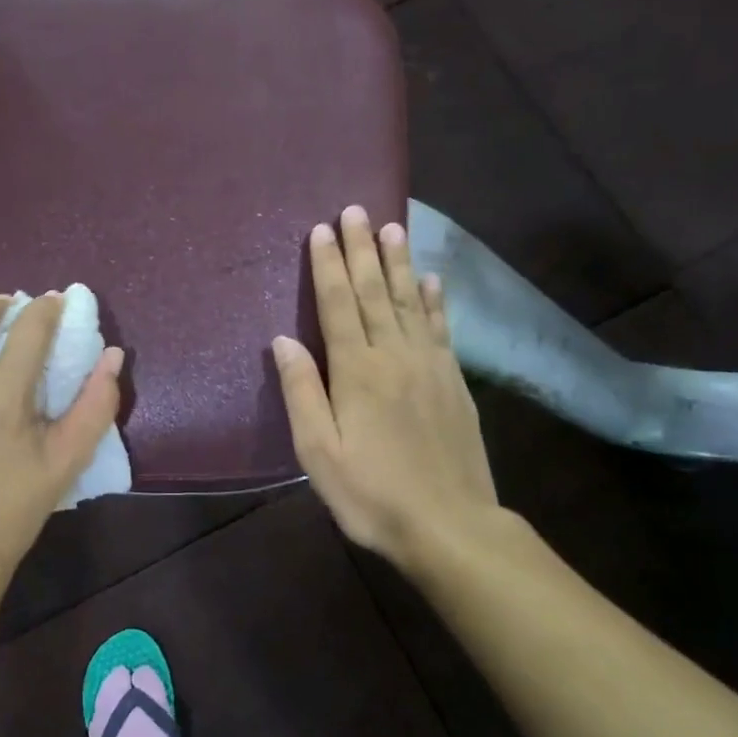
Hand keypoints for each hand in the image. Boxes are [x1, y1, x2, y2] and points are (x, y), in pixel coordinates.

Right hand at [273, 206, 509, 568]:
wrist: (451, 526)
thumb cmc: (372, 494)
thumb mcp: (319, 453)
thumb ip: (301, 392)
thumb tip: (283, 339)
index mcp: (356, 371)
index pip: (337, 305)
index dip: (328, 266)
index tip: (322, 229)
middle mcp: (394, 355)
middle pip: (375, 292)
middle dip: (362, 250)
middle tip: (356, 210)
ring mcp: (430, 365)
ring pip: (411, 301)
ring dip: (399, 263)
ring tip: (393, 228)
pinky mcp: (454, 382)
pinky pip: (442, 328)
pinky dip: (436, 300)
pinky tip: (432, 280)